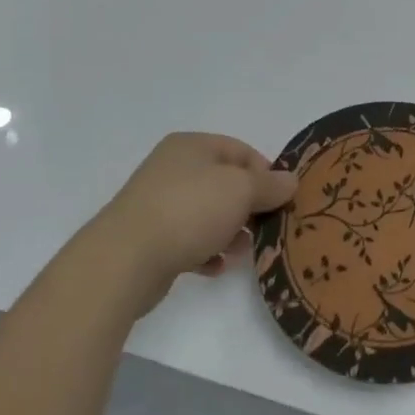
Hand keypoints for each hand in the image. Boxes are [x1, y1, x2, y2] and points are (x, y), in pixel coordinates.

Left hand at [94, 133, 296, 314]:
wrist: (125, 260)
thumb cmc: (190, 211)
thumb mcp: (241, 190)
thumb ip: (269, 185)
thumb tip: (289, 180)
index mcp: (192, 146)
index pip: (241, 150)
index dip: (266, 173)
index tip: (283, 199)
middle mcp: (173, 168)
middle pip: (225, 183)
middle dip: (249, 206)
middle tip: (268, 227)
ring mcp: (158, 203)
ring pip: (208, 213)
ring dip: (230, 231)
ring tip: (242, 250)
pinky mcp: (149, 238)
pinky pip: (188, 240)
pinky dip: (206, 251)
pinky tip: (216, 268)